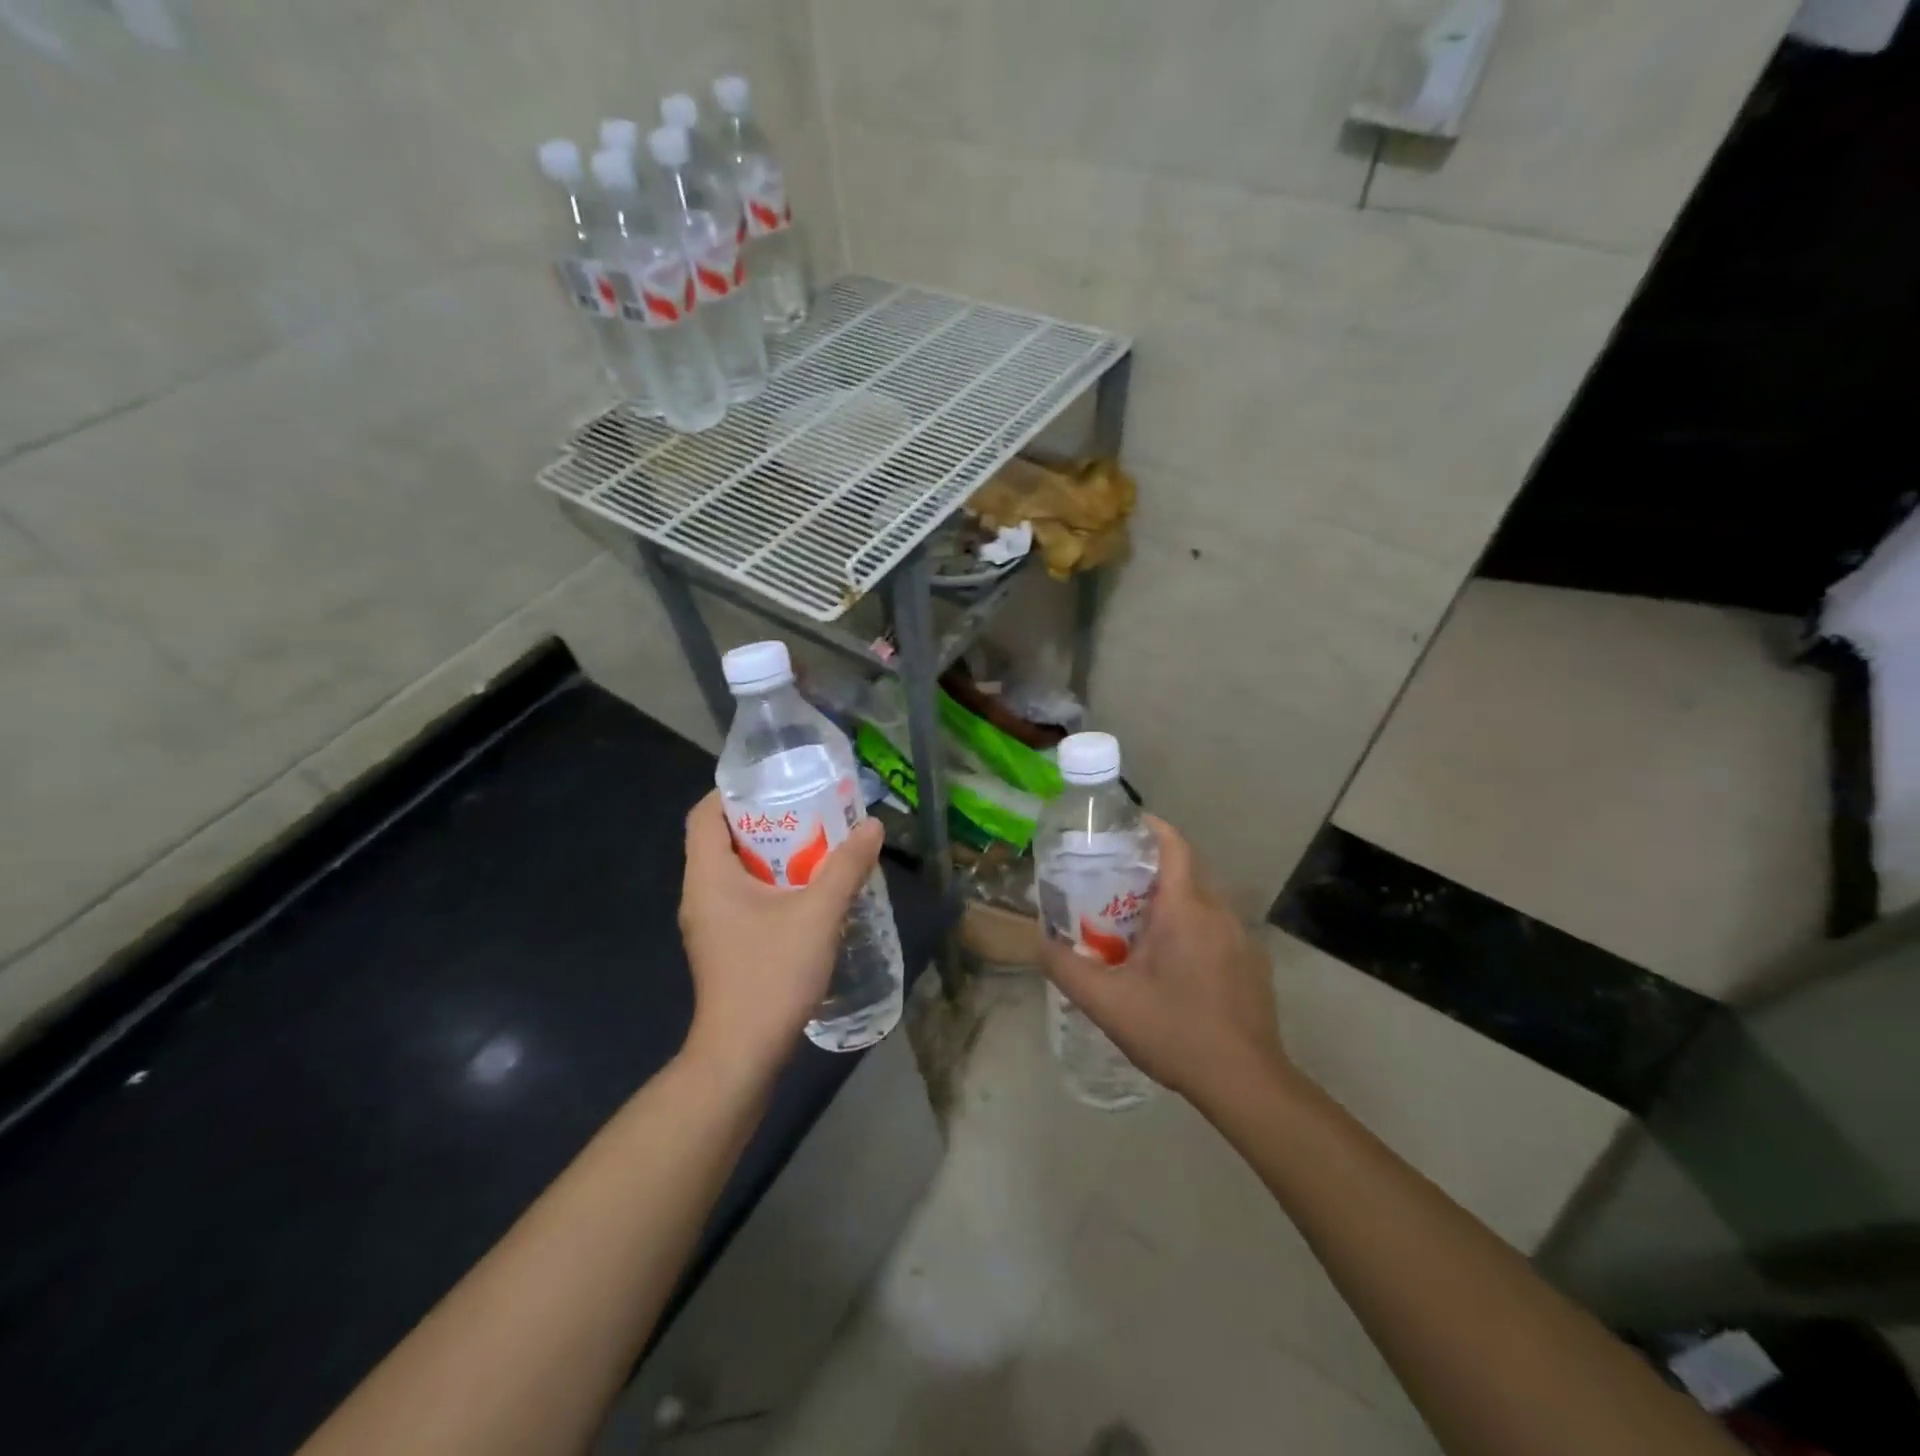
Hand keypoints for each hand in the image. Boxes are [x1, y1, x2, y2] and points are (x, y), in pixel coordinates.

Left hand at [677, 789, 884, 1069]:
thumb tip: (871, 826)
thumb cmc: (771, 974)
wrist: (742, 1054)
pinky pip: (742, 899)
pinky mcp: (723, 947)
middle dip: (765, 822)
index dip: (734, 792)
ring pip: (735, 872)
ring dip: (772, 856)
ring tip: (816, 847)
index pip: (703, 814)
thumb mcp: (819, 913)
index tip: (776, 784)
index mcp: (708, 876)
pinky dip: (771, 886)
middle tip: (809, 812)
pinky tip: (808, 894)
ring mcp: (709, 924)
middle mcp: (700, 894)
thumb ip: (846, 866)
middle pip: (722, 839)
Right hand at [1040, 815, 1289, 1108]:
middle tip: (1114, 881)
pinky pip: (1218, 926)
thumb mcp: (1106, 1002)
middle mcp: (1218, 912)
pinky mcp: (1253, 963)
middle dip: (1152, 867)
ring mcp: (1242, 938)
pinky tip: (1174, 962)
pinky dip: (1193, 925)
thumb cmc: (1174, 1031)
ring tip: (1138, 921)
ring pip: (1203, 900)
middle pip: (1186, 870)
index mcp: (1185, 909)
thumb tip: (1040, 942)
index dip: (1151, 826)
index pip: (1174, 845)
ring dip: (1173, 899)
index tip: (1124, 825)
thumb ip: (1066, 968)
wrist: (1245, 1082)